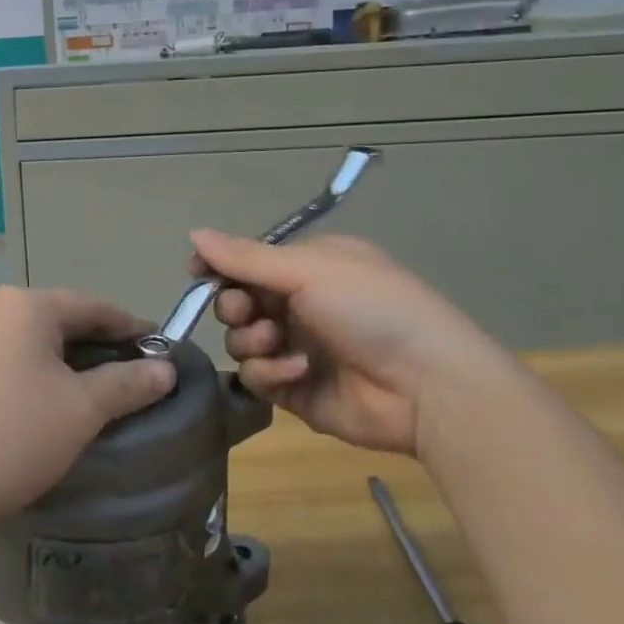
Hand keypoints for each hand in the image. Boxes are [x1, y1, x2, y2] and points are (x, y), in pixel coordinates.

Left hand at [0, 287, 175, 531]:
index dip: (130, 327)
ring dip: (53, 362)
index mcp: (24, 306)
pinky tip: (25, 408)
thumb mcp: (80, 411)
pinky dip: (19, 376)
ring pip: (20, 341)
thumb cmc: (9, 434)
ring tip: (78, 395)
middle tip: (124, 377)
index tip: (159, 350)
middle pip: (54, 320)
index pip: (93, 306)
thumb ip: (126, 384)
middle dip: (91, 346)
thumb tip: (165, 368)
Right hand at [189, 231, 515, 456]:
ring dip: (251, 339)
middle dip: (233, 305)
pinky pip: (257, 377)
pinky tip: (298, 370)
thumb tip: (194, 232)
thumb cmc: (372, 308)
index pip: (249, 262)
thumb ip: (246, 257)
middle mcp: (300, 305)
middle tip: (245, 311)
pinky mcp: (296, 391)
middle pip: (237, 301)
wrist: (429, 387)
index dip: (220, 266)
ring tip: (275, 340)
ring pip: (241, 341)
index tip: (197, 272)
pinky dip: (271, 371)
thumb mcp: (309, 270)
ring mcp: (297, 348)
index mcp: (310, 268)